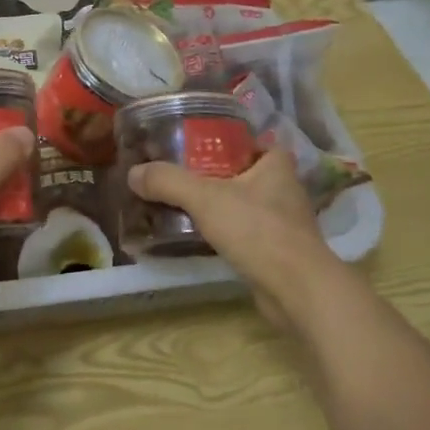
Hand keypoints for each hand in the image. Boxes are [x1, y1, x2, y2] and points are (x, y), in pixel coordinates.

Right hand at [127, 149, 337, 326]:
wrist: (296, 288)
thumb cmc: (257, 230)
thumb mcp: (205, 198)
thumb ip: (168, 182)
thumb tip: (133, 173)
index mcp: (276, 164)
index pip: (252, 141)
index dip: (226, 140)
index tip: (196, 145)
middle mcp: (284, 188)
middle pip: (244, 173)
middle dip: (215, 174)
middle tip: (179, 174)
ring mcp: (284, 222)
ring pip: (244, 204)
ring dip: (220, 205)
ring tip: (183, 205)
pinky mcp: (278, 251)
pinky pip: (245, 232)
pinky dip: (226, 232)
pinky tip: (201, 236)